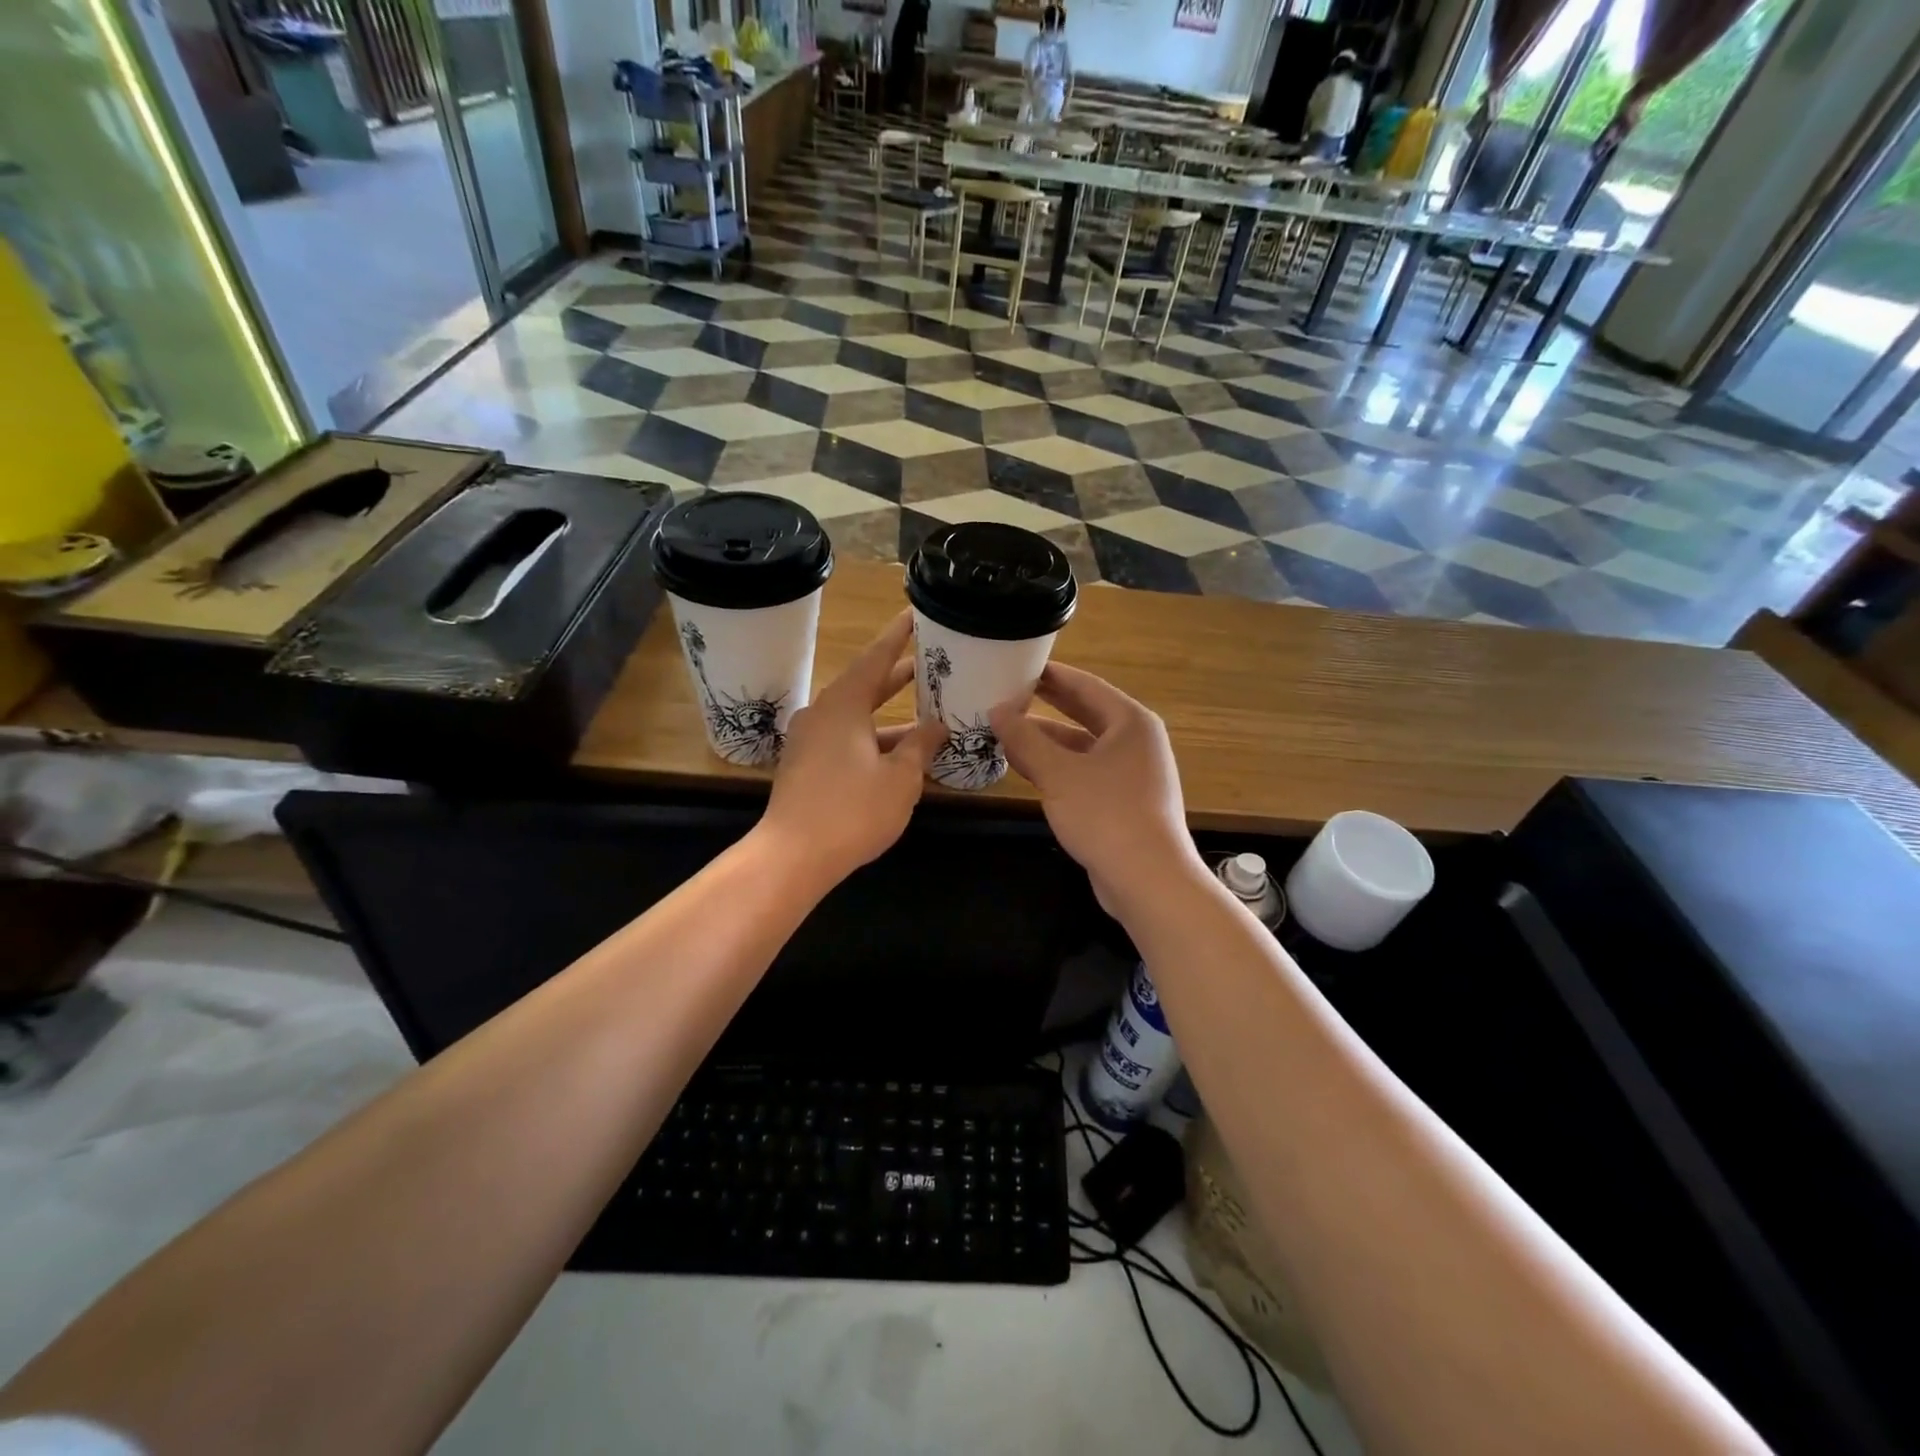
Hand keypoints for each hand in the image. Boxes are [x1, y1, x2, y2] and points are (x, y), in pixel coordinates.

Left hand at [760, 612, 945, 885]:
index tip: (914, 614)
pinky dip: (873, 740)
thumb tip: (937, 726)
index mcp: (844, 705)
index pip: (876, 659)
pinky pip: (845, 740)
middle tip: (928, 662)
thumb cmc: (852, 810)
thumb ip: (920, 746)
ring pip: (856, 718)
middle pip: (865, 686)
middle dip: (897, 676)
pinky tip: (898, 754)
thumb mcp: (900, 778)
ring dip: (888, 715)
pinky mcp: (806, 767)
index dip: (898, 637)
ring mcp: (810, 741)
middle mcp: (822, 714)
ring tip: (925, 711)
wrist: (792, 856)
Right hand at [990, 663, 1202, 908]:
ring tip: (1006, 732)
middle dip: (1047, 705)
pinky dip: (1058, 767)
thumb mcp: (1058, 773)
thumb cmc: (1106, 814)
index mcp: (1130, 722)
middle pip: (1085, 713)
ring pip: (1082, 747)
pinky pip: (1085, 773)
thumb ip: (1025, 740)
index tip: (1017, 664)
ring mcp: (1132, 774)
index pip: (1085, 685)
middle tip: (1008, 693)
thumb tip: (996, 711)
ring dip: (1047, 741)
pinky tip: (1026, 769)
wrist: (1148, 880)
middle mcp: (1136, 741)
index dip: (1050, 674)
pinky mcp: (1124, 802)